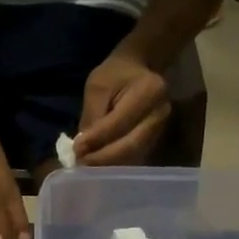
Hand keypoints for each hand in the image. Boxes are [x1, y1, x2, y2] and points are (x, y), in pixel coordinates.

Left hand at [74, 51, 170, 166]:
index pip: (119, 123)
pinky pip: (134, 160)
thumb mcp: (98, 87)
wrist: (140, 71)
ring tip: (87, 167)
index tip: (76, 150)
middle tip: (80, 164)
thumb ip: (91, 116)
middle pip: (130, 146)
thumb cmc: (116, 75)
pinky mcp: (156, 142)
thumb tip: (82, 149)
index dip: (96, 139)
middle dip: (102, 159)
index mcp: (149, 91)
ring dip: (108, 166)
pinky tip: (99, 167)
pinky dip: (115, 166)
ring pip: (133, 157)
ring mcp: (161, 131)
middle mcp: (161, 114)